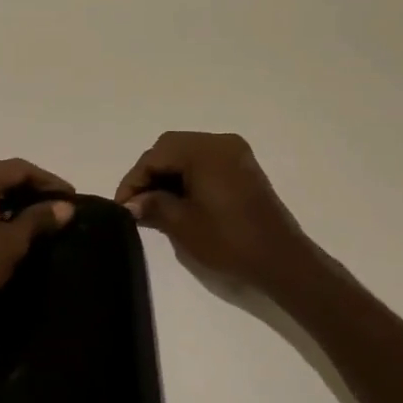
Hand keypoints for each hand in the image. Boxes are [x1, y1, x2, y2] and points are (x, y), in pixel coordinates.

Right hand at [115, 132, 314, 292]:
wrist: (280, 260)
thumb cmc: (229, 240)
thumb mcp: (182, 224)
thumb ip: (153, 205)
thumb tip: (131, 203)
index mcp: (204, 150)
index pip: (156, 155)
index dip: (134, 179)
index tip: (121, 206)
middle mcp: (220, 142)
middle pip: (172, 148)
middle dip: (150, 174)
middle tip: (135, 203)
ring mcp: (235, 154)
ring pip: (188, 154)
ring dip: (168, 175)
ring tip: (153, 205)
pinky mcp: (243, 169)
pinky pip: (206, 163)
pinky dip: (187, 177)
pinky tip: (177, 201)